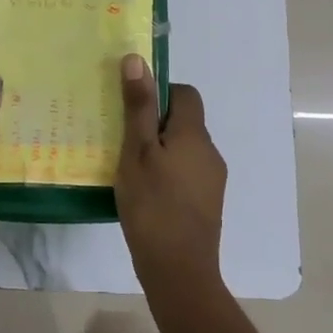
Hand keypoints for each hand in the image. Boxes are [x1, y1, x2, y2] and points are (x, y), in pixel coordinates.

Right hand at [115, 54, 256, 332]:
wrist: (179, 272)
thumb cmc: (153, 206)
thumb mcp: (136, 152)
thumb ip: (137, 107)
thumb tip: (137, 60)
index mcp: (194, 134)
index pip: (184, 93)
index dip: (159, 92)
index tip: (131, 107)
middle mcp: (210, 152)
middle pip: (183, 121)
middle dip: (154, 123)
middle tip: (121, 137)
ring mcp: (212, 181)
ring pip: (184, 149)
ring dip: (159, 150)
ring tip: (128, 166)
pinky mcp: (207, 205)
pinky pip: (186, 173)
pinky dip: (166, 173)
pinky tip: (144, 192)